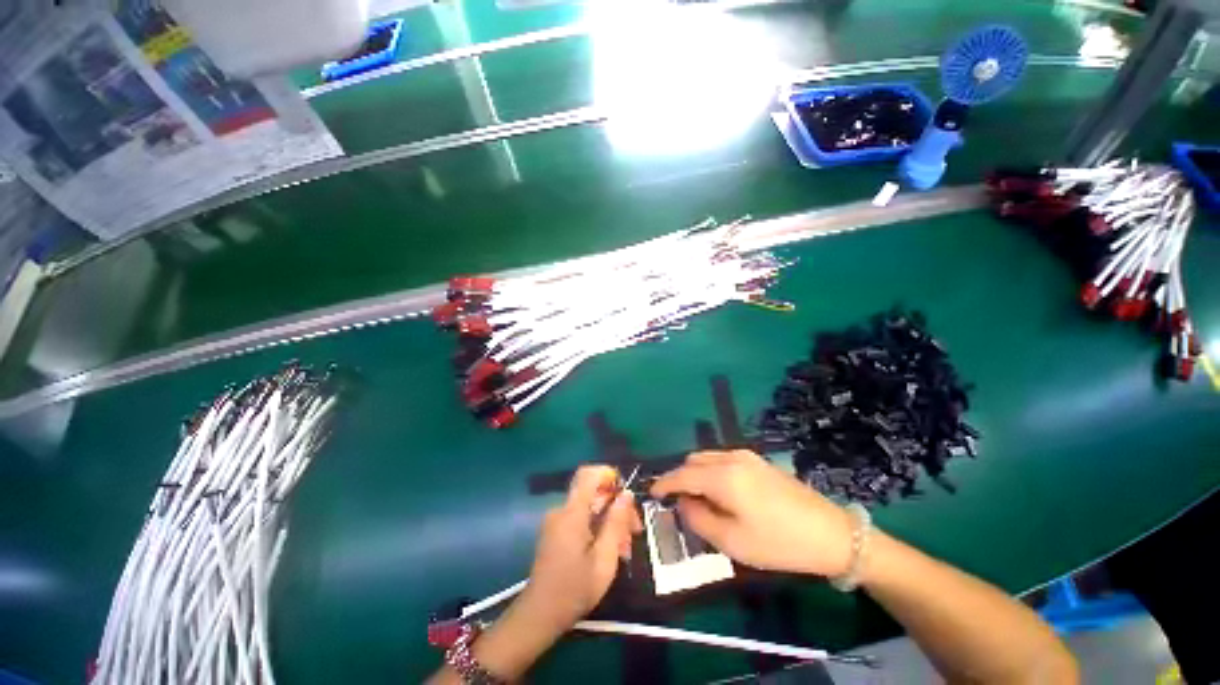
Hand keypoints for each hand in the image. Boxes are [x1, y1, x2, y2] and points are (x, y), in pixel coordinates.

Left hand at [515, 465, 642, 637]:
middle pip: (593, 492)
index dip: (608, 474)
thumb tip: (627, 494)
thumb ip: (616, 523)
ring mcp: (557, 521)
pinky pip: (581, 518)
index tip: (626, 492)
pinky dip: (598, 527)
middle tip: (635, 530)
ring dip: (610, 519)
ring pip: (590, 507)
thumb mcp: (605, 559)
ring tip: (625, 547)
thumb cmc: (575, 589)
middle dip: (617, 505)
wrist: (540, 615)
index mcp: (572, 513)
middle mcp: (562, 510)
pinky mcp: (556, 532)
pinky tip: (610, 550)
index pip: (588, 474)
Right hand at [650, 450, 852, 576]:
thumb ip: (698, 519)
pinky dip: (711, 471)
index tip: (652, 493)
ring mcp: (746, 456)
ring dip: (696, 474)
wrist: (831, 533)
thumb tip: (683, 503)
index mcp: (722, 476)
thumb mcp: (732, 541)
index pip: (682, 474)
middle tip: (678, 503)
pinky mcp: (758, 461)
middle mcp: (731, 458)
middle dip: (680, 478)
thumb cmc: (778, 542)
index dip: (663, 483)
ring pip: (708, 458)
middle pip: (693, 461)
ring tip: (699, 500)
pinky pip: (723, 460)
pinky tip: (721, 492)